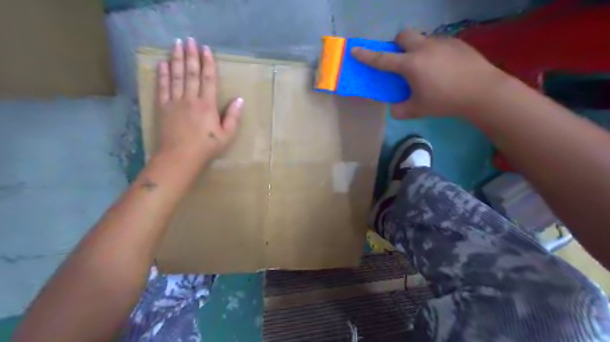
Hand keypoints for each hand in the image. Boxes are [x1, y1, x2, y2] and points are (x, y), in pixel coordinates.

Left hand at [156, 37, 242, 163]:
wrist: (180, 157)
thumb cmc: (206, 147)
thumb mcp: (227, 135)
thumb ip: (233, 117)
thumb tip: (240, 99)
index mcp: (207, 105)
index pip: (208, 79)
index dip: (208, 63)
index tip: (205, 49)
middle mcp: (190, 99)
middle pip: (191, 73)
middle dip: (190, 55)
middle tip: (188, 39)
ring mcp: (175, 102)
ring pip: (176, 76)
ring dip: (176, 59)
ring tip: (176, 44)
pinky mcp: (163, 107)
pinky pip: (162, 87)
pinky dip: (162, 74)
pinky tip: (163, 64)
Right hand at [350, 30, 507, 119]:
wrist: (482, 91)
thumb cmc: (445, 101)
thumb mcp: (417, 110)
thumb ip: (400, 110)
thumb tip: (394, 108)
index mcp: (410, 65)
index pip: (382, 59)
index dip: (367, 55)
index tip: (355, 50)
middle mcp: (424, 48)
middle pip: (404, 35)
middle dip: (397, 44)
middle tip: (401, 59)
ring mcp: (442, 43)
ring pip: (423, 39)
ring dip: (417, 48)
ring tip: (426, 67)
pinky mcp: (457, 43)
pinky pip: (439, 43)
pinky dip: (434, 52)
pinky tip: (444, 67)